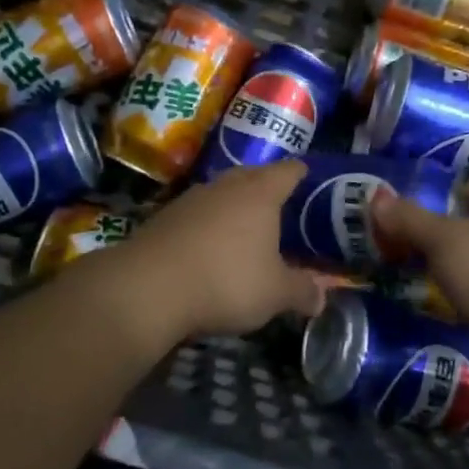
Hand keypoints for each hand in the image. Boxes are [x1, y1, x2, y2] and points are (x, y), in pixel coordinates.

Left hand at [104, 159, 323, 348]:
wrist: (147, 288)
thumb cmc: (225, 281)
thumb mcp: (274, 294)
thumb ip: (302, 291)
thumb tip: (322, 297)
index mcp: (260, 193)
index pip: (289, 171)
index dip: (302, 174)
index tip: (311, 180)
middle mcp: (226, 186)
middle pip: (253, 175)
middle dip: (267, 188)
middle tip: (282, 207)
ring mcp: (191, 198)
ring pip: (222, 193)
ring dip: (234, 206)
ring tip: (246, 228)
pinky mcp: (164, 217)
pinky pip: (197, 213)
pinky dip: (208, 224)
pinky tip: (210, 247)